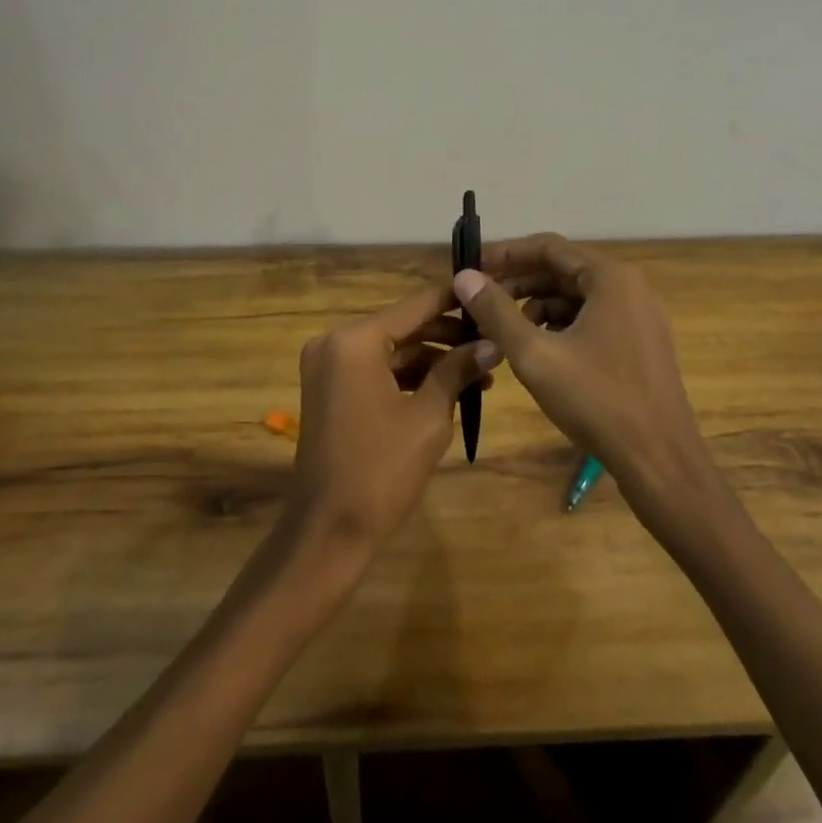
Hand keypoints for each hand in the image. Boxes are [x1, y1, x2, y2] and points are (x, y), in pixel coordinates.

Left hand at [287, 284, 499, 557]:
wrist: (328, 531)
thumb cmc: (381, 470)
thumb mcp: (429, 417)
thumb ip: (457, 371)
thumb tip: (492, 343)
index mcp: (355, 340)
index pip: (414, 307)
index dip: (453, 301)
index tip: (487, 292)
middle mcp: (335, 342)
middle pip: (402, 327)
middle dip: (448, 336)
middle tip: (493, 342)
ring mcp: (328, 367)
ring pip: (391, 351)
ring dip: (432, 360)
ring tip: (481, 373)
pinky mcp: (330, 391)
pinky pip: (375, 371)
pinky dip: (408, 377)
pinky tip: (449, 389)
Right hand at [455, 234, 713, 511]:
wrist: (661, 463)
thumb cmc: (598, 402)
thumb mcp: (535, 355)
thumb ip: (496, 311)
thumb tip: (464, 276)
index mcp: (610, 279)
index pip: (548, 247)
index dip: (505, 254)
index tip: (471, 268)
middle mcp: (629, 288)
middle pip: (562, 270)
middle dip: (518, 283)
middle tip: (479, 300)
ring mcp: (638, 317)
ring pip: (576, 297)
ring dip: (536, 306)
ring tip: (502, 330)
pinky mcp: (640, 345)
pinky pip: (591, 319)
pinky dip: (560, 326)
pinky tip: (536, 350)